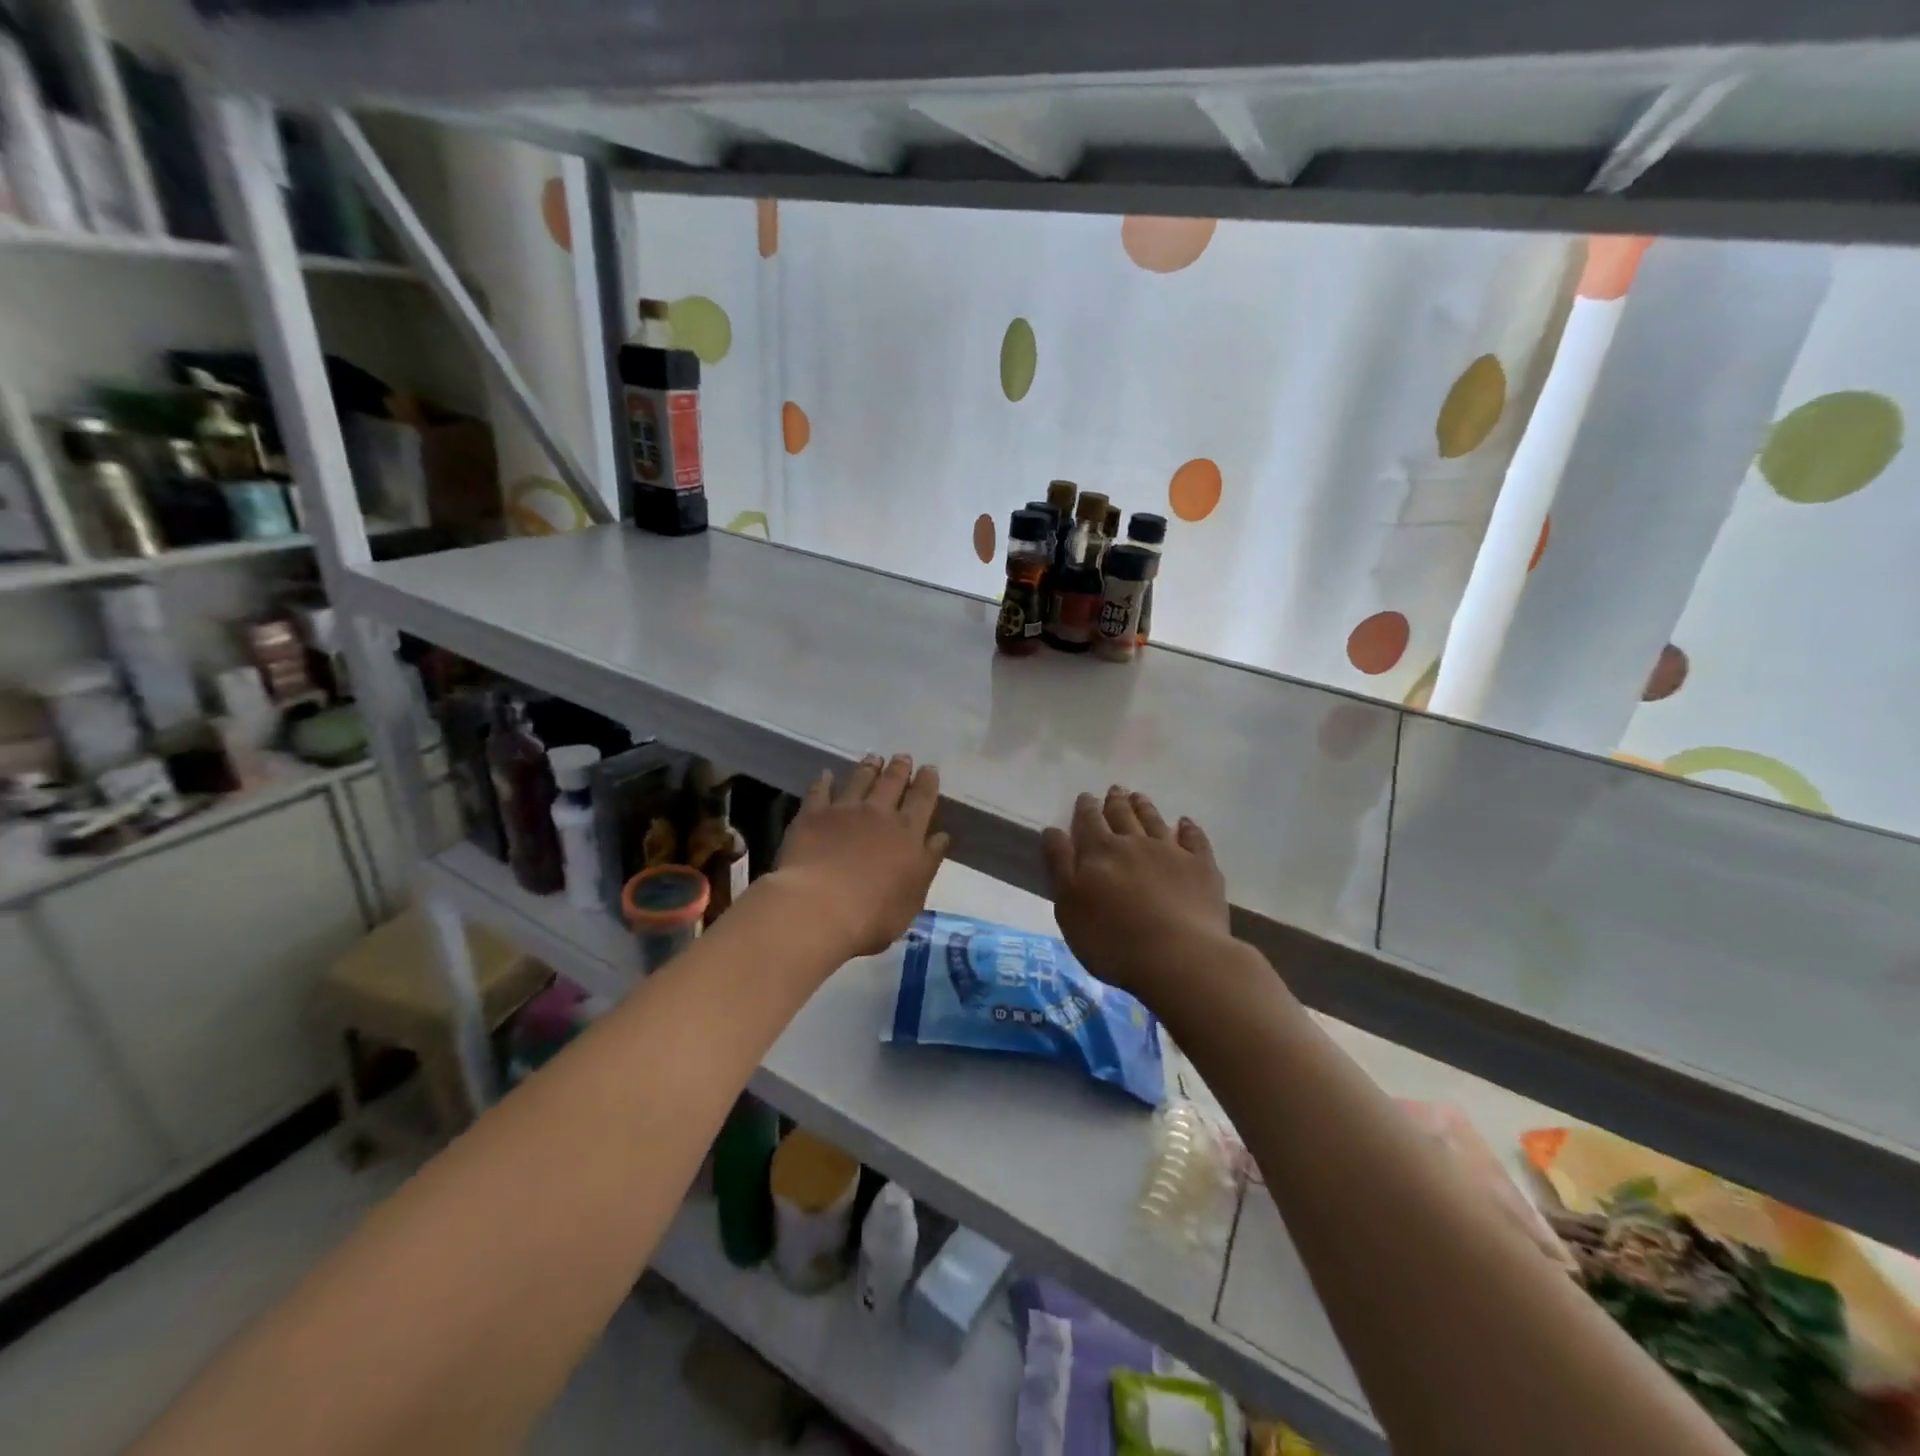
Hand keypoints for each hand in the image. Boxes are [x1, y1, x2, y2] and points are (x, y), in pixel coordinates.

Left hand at [775, 754, 950, 957]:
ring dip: (868, 767)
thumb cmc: (873, 914)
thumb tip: (941, 837)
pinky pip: (819, 791)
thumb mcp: (913, 898)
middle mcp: (878, 814)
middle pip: (892, 783)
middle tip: (903, 757)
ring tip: (873, 758)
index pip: (923, 799)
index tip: (929, 769)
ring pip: (859, 780)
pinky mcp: (812, 815)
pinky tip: (825, 775)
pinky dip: (823, 781)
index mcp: (907, 834)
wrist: (819, 907)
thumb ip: (927, 864)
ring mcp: (844, 811)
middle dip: (899, 768)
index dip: (927, 782)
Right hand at [1041, 787, 1233, 1010]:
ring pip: (1154, 821)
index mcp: (1099, 852)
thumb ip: (1060, 865)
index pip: (1088, 821)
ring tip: (1139, 797)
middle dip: (1115, 802)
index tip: (1086, 796)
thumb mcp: (1069, 907)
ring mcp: (1170, 852)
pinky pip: (1194, 839)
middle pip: (1122, 815)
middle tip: (1115, 790)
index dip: (1086, 808)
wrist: (1178, 957)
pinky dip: (1188, 827)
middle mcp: (1134, 843)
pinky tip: (1185, 822)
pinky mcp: (1201, 867)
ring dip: (1145, 808)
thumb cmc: (1112, 939)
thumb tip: (1053, 830)